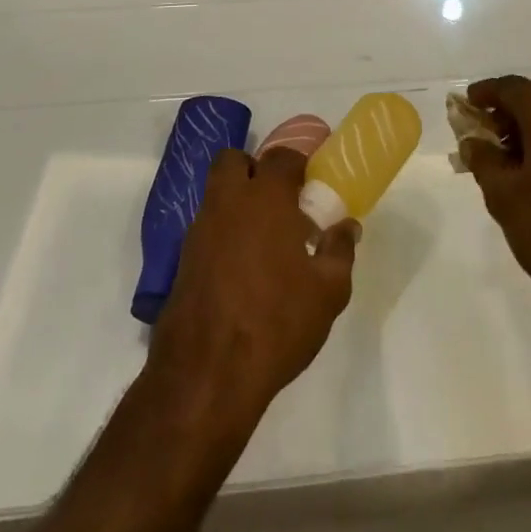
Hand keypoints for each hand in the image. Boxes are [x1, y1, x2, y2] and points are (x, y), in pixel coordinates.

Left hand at [149, 147, 358, 418]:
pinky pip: (205, 228)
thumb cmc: (276, 322)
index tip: (311, 186)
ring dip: (236, 202)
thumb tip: (348, 226)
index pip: (281, 156)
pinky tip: (241, 270)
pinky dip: (222, 234)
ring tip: (263, 241)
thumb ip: (340, 250)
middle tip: (278, 202)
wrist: (207, 375)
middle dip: (254, 170)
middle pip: (233, 160)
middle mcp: (228, 202)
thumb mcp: (328, 291)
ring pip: (216, 193)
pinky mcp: (183, 261)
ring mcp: (200, 230)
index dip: (298, 165)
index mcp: (265, 198)